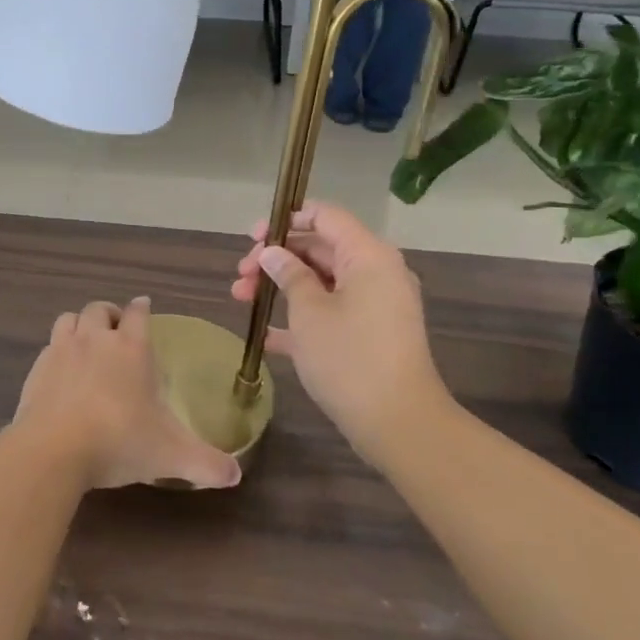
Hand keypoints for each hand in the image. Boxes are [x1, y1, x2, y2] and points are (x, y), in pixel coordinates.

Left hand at [13, 297, 241, 490]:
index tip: (144, 306)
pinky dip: (56, 352)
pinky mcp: (36, 369)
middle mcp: (95, 339)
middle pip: (100, 309)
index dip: (142, 308)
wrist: (53, 450)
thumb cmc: (119, 441)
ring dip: (79, 324)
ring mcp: (61, 351)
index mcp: (131, 348)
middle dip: (109, 314)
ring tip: (86, 341)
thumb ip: (206, 463)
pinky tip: (60, 373)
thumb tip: (235, 475)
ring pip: (69, 319)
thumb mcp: (171, 455)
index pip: (138, 313)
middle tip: (116, 328)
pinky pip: (48, 347)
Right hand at [231, 203, 444, 462]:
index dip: (286, 220)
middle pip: (320, 249)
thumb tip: (273, 253)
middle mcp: (376, 272)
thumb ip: (289, 275)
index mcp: (367, 255)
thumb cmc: (350, 358)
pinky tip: (265, 333)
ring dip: (282, 287)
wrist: (398, 423)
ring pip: (322, 282)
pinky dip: (300, 316)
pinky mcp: (371, 334)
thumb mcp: (309, 312)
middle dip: (276, 259)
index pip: (326, 216)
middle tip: (240, 276)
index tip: (252, 238)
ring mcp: (375, 305)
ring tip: (241, 299)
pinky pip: (331, 312)